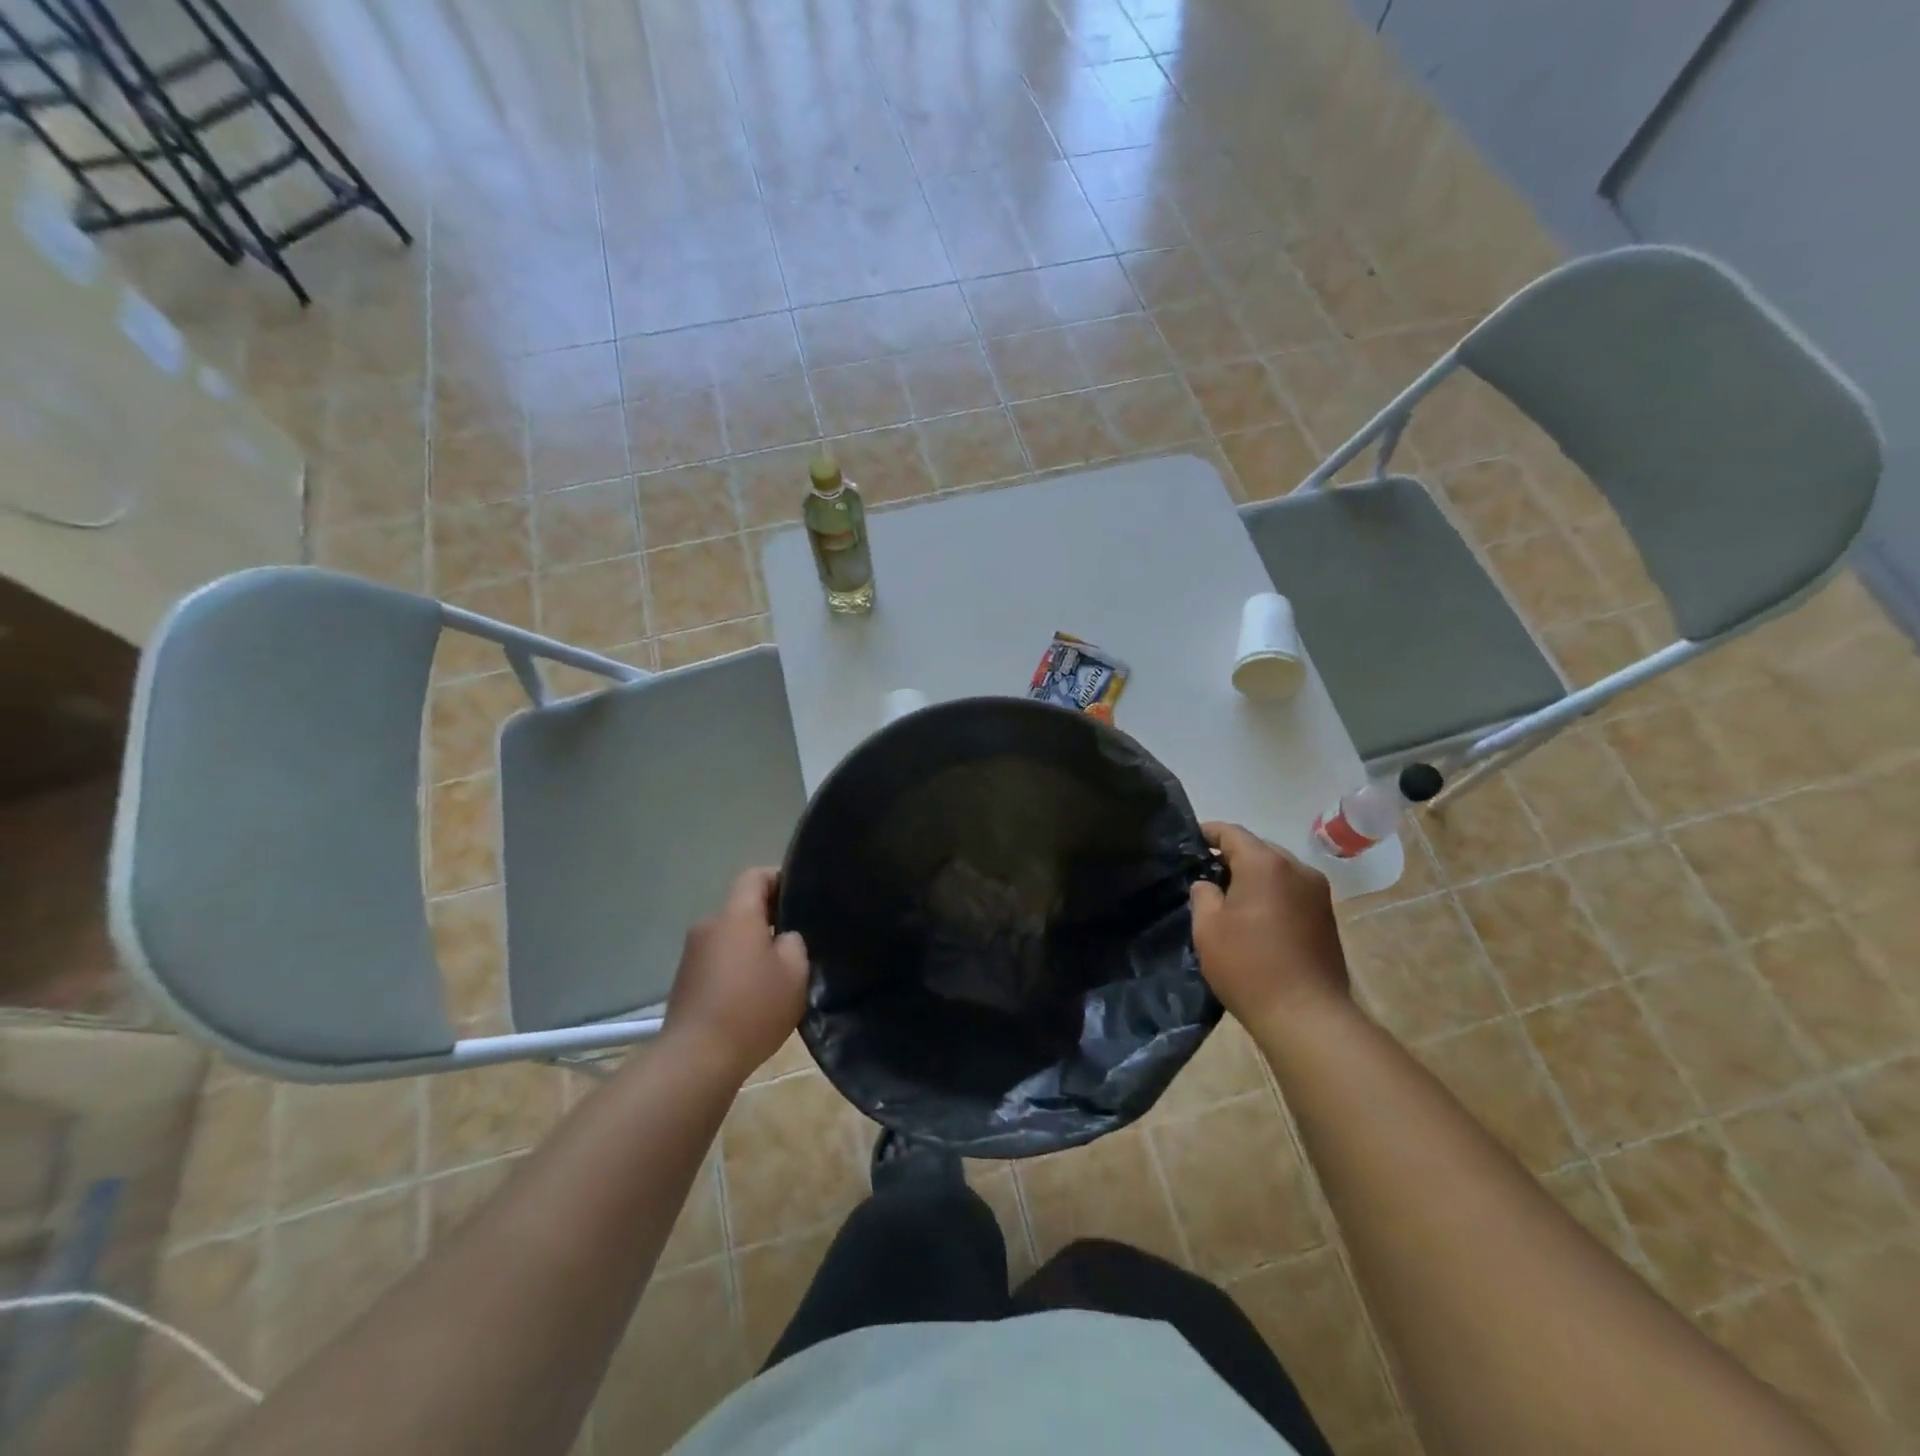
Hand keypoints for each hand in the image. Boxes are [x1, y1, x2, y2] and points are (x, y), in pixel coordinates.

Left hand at [663, 868, 809, 1082]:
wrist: (696, 1060)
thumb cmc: (753, 1008)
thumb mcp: (795, 972)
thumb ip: (794, 943)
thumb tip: (782, 939)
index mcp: (736, 916)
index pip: (755, 876)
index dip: (779, 878)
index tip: (801, 897)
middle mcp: (710, 926)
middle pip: (742, 909)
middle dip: (769, 920)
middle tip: (797, 943)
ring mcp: (692, 955)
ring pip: (730, 938)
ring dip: (751, 948)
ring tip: (776, 976)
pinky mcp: (684, 981)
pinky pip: (718, 962)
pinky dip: (736, 970)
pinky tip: (752, 997)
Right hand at [1189, 823, 1350, 1032]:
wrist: (1307, 1016)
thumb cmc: (1249, 966)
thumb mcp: (1208, 928)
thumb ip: (1203, 894)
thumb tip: (1209, 884)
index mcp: (1266, 864)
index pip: (1232, 833)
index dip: (1208, 832)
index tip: (1189, 839)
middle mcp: (1297, 869)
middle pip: (1258, 849)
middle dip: (1232, 856)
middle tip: (1204, 872)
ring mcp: (1318, 893)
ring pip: (1278, 870)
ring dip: (1254, 876)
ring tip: (1229, 895)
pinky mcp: (1327, 917)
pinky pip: (1292, 891)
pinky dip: (1272, 893)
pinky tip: (1255, 916)